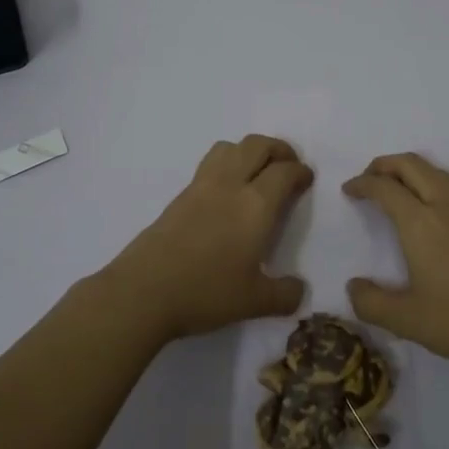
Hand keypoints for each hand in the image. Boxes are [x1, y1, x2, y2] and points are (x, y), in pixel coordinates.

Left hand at [102, 135, 312, 341]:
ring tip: (256, 173)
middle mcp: (230, 185)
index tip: (306, 180)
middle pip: (257, 146)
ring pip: (229, 147)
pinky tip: (226, 194)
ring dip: (249, 151)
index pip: (284, 172)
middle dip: (278, 149)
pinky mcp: (179, 197)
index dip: (300, 171)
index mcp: (255, 205)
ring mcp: (200, 187)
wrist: (143, 291)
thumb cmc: (205, 292)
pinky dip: (226, 165)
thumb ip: (284, 294)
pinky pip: (209, 165)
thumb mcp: (254, 302)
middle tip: (287, 166)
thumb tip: (299, 290)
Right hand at [343, 153, 448, 376]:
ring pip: (436, 171)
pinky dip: (436, 184)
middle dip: (384, 165)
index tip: (348, 190)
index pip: (384, 188)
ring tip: (397, 191)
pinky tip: (436, 210)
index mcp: (420, 223)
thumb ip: (370, 302)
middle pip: (411, 165)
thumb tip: (353, 286)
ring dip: (411, 171)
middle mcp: (447, 205)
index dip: (362, 184)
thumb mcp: (405, 321)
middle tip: (368, 180)